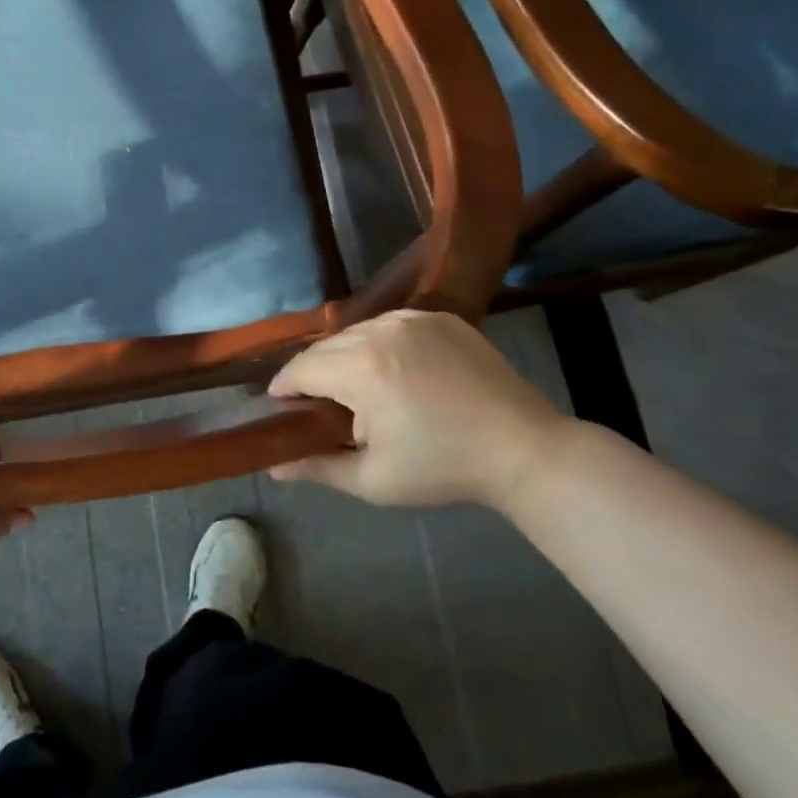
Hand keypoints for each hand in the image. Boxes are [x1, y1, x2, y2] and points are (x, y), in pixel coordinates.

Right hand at [267, 309, 575, 508]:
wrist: (525, 450)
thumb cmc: (443, 469)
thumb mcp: (374, 481)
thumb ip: (317, 468)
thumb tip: (273, 467)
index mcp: (361, 369)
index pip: (300, 369)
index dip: (284, 388)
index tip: (281, 406)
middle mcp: (380, 331)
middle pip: (324, 347)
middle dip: (313, 373)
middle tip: (320, 405)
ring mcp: (412, 319)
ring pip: (355, 332)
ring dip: (344, 357)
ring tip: (357, 388)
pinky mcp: (439, 317)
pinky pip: (389, 325)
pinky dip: (378, 345)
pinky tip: (393, 372)